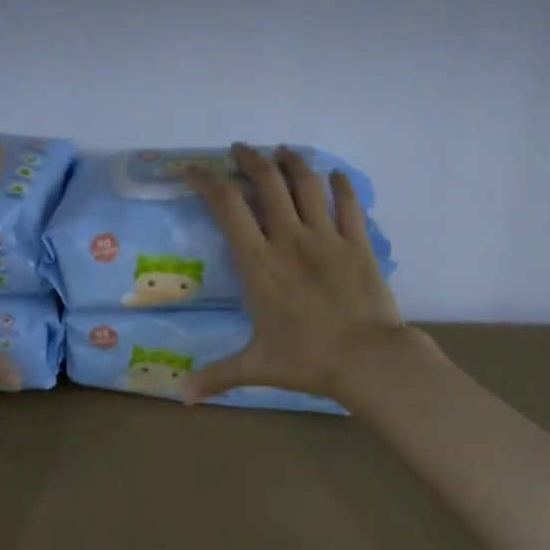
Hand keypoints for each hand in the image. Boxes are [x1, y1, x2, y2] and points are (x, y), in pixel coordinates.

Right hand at [180, 144, 410, 406]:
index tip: (194, 169)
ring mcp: (326, 237)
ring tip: (283, 152)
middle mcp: (289, 239)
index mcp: (258, 262)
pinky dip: (340, 184)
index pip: (226, 205)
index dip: (207, 180)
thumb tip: (182, 401)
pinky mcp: (357, 242)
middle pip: (267, 182)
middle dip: (251, 158)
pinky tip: (334, 174)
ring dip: (292, 162)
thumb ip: (217, 376)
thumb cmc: (307, 360)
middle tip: (241, 149)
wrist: (368, 360)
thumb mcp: (256, 366)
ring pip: (307, 184)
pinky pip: (348, 204)